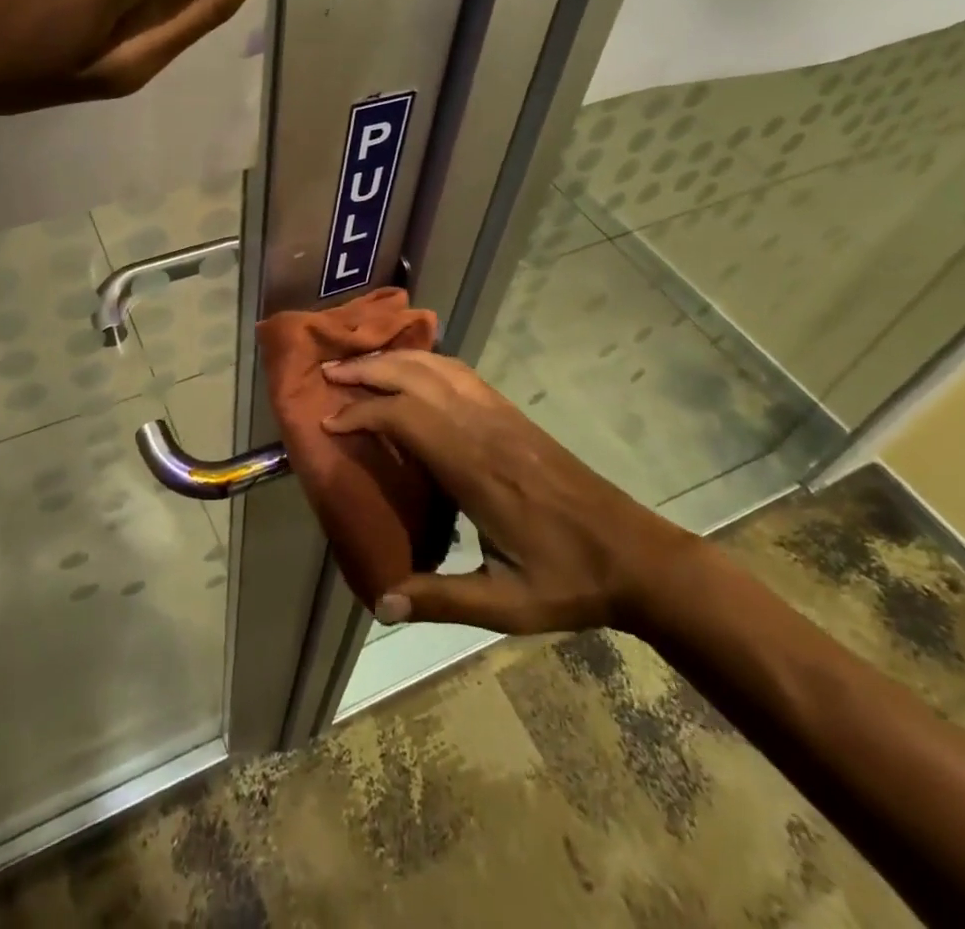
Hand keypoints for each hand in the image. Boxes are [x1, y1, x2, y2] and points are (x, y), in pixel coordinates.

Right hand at [321, 352, 696, 633]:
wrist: (636, 555)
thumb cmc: (568, 580)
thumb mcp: (506, 605)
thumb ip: (441, 601)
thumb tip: (380, 603)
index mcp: (475, 470)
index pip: (406, 418)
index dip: (362, 413)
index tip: (328, 423)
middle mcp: (483, 429)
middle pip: (416, 379)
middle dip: (368, 371)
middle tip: (329, 374)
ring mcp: (501, 416)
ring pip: (439, 368)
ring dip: (395, 359)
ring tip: (360, 364)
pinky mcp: (513, 416)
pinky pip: (462, 374)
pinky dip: (427, 362)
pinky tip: (413, 370)